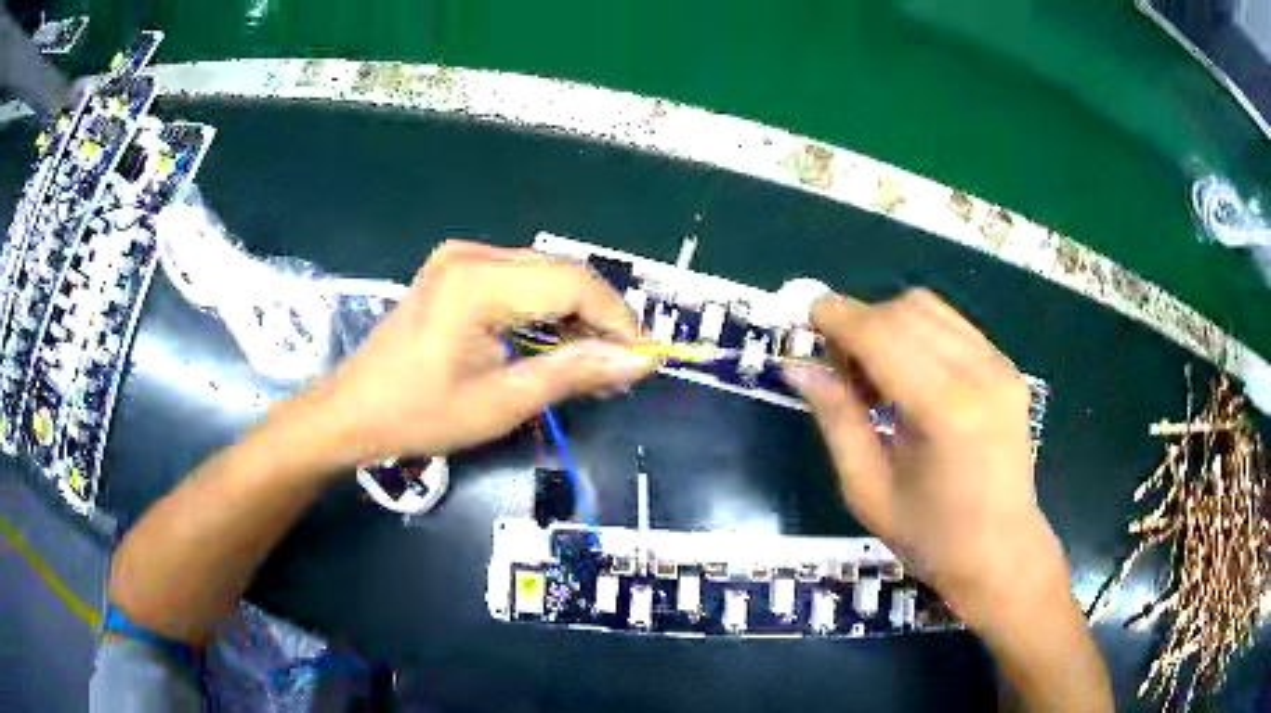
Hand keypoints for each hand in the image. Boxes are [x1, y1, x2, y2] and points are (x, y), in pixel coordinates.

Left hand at [309, 241, 657, 465]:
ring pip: (542, 273)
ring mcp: (459, 257)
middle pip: (559, 272)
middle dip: (598, 317)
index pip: (571, 284)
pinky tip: (555, 340)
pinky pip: (517, 278)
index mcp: (477, 282)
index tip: (642, 358)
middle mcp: (471, 254)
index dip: (616, 319)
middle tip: (621, 365)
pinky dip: (543, 307)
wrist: (353, 411)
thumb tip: (637, 362)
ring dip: (573, 313)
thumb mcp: (501, 402)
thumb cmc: (419, 415)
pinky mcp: (454, 269)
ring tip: (594, 359)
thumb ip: (572, 373)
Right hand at [783, 289, 1068, 631]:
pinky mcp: (1008, 368)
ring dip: (890, 324)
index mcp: (945, 411)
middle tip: (839, 367)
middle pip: (905, 311)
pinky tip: (910, 375)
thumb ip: (836, 420)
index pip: (882, 336)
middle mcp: (979, 373)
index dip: (840, 318)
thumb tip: (799, 367)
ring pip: (930, 309)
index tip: (808, 315)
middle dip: (861, 323)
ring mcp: (1000, 366)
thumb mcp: (867, 490)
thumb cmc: (930, 537)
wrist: (1002, 553)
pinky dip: (918, 334)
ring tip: (875, 374)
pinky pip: (952, 326)